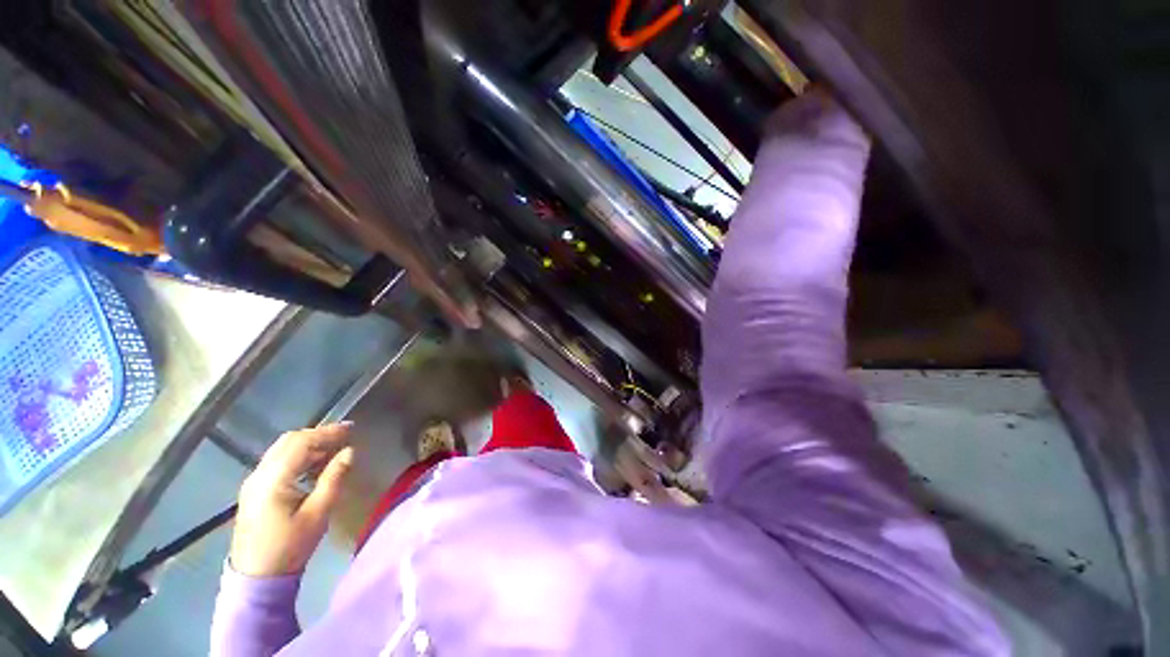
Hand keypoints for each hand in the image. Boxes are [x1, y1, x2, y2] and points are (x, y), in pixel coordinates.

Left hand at [230, 423, 354, 576]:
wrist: (256, 577)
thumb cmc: (290, 546)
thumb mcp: (318, 513)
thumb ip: (333, 479)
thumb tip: (349, 451)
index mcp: (273, 480)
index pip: (301, 443)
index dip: (327, 432)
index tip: (351, 428)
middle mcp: (259, 475)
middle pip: (289, 441)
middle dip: (318, 434)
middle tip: (344, 436)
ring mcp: (254, 482)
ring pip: (282, 449)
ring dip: (308, 444)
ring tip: (334, 448)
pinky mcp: (254, 490)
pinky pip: (277, 461)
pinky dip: (298, 455)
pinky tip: (314, 464)